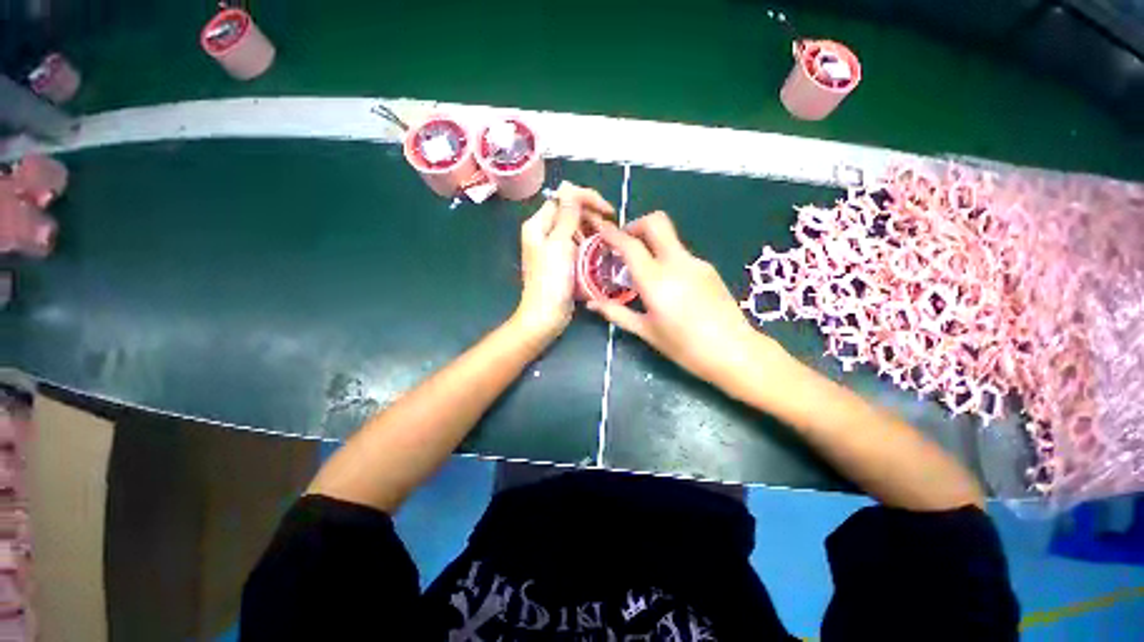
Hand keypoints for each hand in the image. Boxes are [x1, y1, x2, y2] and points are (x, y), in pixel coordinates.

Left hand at [515, 182, 615, 339]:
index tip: (608, 211)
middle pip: (570, 213)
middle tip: (609, 229)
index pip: (563, 199)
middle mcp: (543, 233)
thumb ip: (566, 215)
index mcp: (537, 225)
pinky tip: (599, 251)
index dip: (586, 199)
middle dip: (591, 216)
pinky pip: (577, 245)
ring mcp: (553, 248)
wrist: (546, 315)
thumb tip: (568, 186)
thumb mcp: (559, 244)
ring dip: (592, 231)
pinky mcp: (562, 262)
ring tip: (607, 240)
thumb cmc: (551, 280)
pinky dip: (589, 245)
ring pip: (576, 229)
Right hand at [586, 212, 781, 382]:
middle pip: (656, 222)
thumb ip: (616, 313)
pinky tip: (667, 285)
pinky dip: (666, 258)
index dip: (612, 233)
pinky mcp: (708, 268)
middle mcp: (676, 262)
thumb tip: (591, 304)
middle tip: (625, 244)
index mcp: (655, 279)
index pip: (630, 244)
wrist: (734, 351)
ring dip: (651, 243)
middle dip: (636, 225)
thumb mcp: (646, 331)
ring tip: (643, 272)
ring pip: (669, 238)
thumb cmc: (684, 346)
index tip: (601, 229)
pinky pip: (681, 254)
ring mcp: (695, 263)